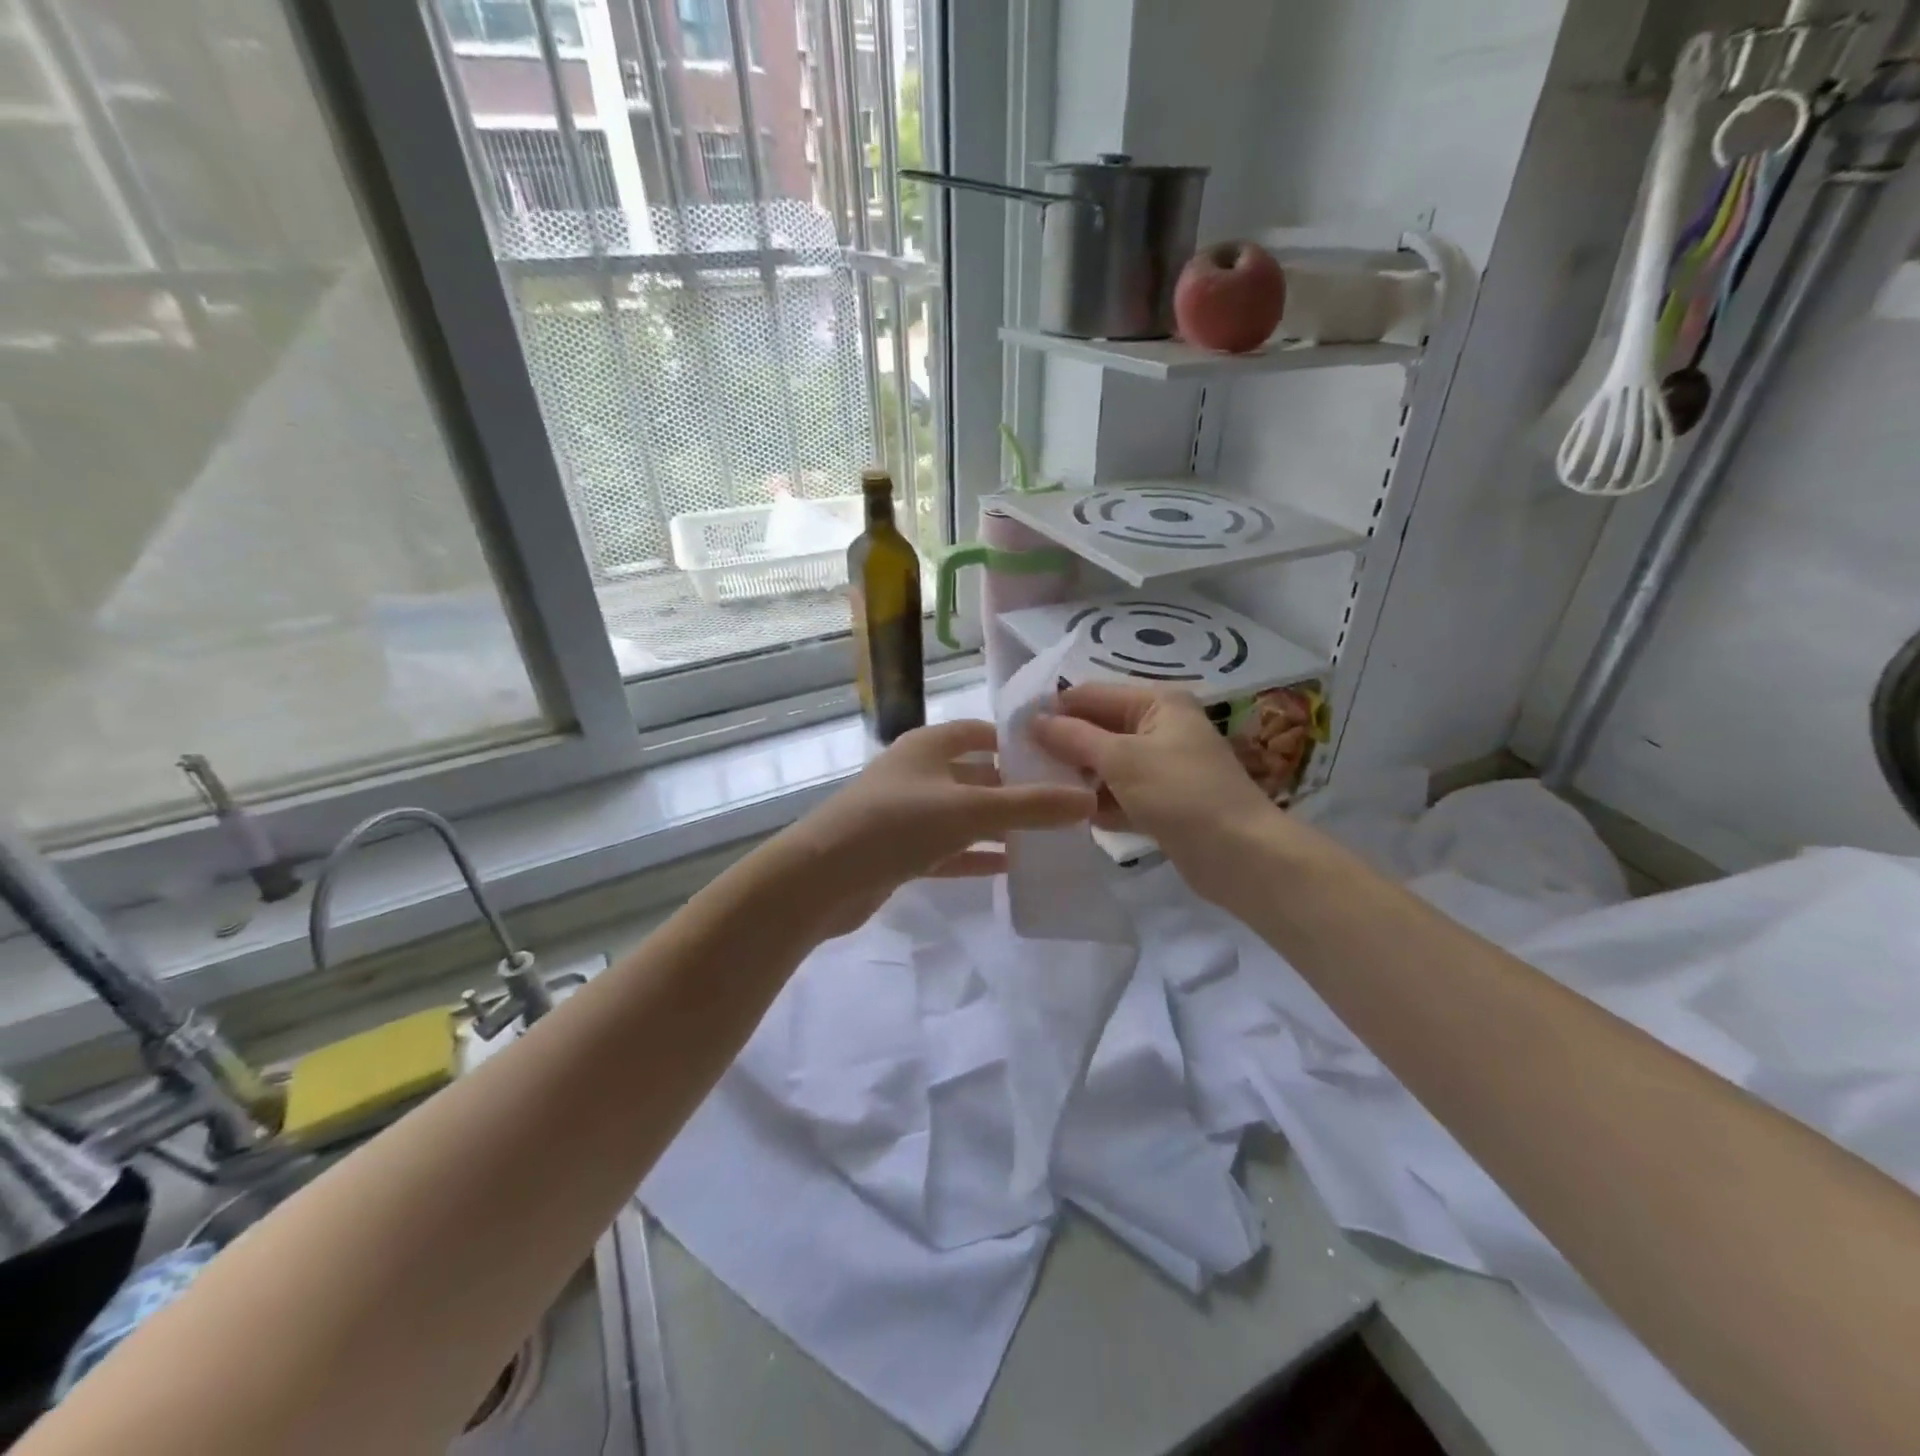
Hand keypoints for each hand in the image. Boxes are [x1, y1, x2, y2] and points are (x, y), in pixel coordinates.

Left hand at [780, 718, 1095, 935]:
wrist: (822, 878)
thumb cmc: (898, 824)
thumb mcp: (971, 810)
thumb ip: (1031, 806)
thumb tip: (1089, 800)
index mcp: (929, 746)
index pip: (980, 732)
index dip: (1016, 742)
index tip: (1057, 759)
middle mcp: (917, 773)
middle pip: (975, 775)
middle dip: (1014, 789)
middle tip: (1061, 805)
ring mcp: (905, 813)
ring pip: (962, 815)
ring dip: (998, 826)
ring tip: (1045, 838)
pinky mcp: (898, 851)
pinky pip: (947, 848)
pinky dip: (974, 856)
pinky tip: (1007, 867)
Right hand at [1028, 684, 1278, 901]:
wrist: (1242, 856)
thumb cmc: (1181, 794)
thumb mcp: (1121, 759)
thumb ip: (1073, 738)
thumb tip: (1032, 720)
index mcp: (1156, 703)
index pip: (1091, 694)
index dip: (1053, 710)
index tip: (1012, 733)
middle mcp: (1159, 727)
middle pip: (1097, 728)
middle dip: (1063, 746)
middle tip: (1020, 766)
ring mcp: (1162, 765)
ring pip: (1106, 764)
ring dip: (1077, 776)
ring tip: (1039, 791)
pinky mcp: (1162, 801)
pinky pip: (1119, 793)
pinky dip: (1099, 802)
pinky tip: (1071, 816)